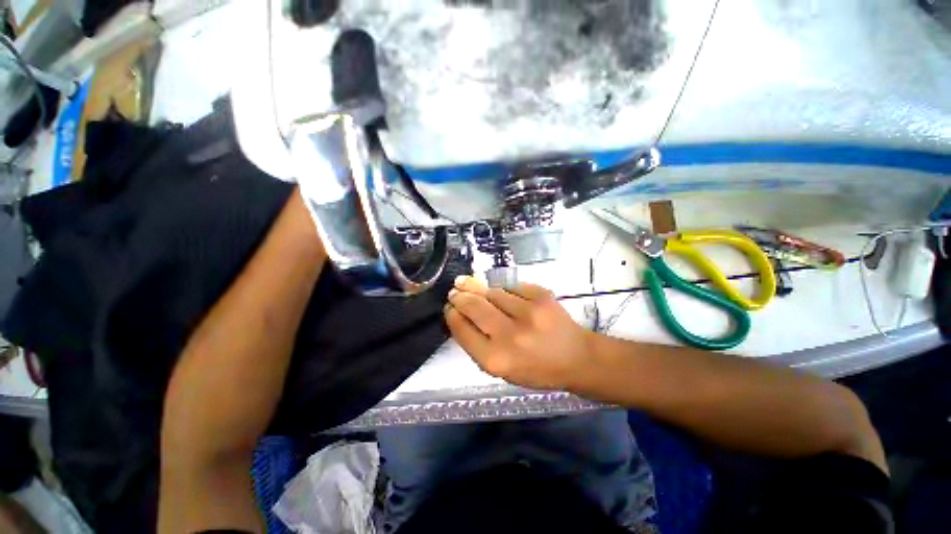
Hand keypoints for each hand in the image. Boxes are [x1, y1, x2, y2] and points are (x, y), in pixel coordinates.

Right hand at [444, 276, 593, 390]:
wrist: (576, 357)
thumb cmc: (536, 369)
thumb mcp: (502, 369)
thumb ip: (478, 344)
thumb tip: (459, 314)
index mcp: (496, 360)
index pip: (462, 329)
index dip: (452, 315)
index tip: (450, 307)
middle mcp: (510, 335)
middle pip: (474, 306)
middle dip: (460, 296)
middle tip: (455, 290)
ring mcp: (528, 312)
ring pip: (492, 292)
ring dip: (480, 290)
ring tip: (473, 288)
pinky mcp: (542, 296)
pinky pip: (512, 287)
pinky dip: (504, 290)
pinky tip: (503, 294)